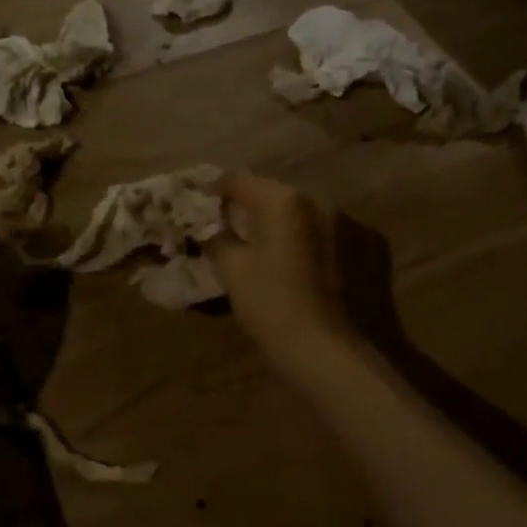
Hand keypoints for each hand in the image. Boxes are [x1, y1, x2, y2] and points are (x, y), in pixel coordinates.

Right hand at [206, 173, 355, 372]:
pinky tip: (259, 252)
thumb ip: (215, 237)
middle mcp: (308, 202)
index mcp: (281, 200)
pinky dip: (275, 233)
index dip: (211, 190)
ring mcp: (326, 224)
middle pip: (262, 191)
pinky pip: (296, 228)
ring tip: (231, 235)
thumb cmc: (269, 300)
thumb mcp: (230, 266)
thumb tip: (207, 227)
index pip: (237, 181)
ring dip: (256, 218)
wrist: (320, 345)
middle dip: (236, 203)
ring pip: (281, 210)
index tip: (192, 205)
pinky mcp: (334, 247)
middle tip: (209, 220)